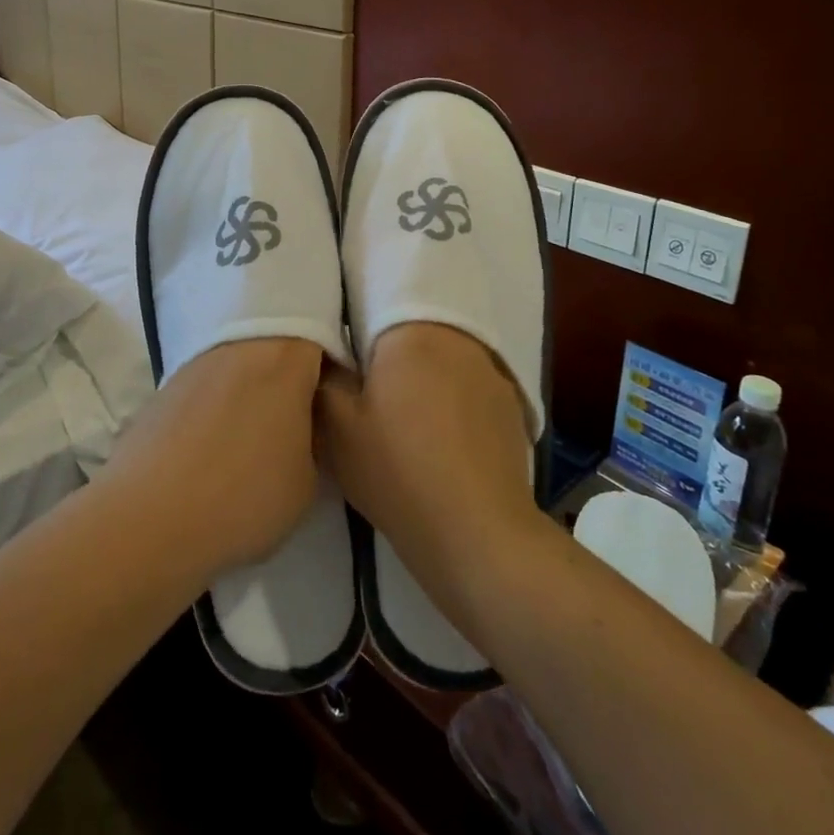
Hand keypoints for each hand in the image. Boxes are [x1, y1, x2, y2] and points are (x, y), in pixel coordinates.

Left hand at [103, 338, 324, 574]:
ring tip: (253, 441)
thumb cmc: (245, 495)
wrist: (149, 518)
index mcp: (284, 355)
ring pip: (238, 364)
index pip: (320, 336)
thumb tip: (302, 426)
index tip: (334, 400)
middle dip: (289, 377)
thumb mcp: (308, 480)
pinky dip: (217, 408)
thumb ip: (314, 438)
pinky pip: (207, 386)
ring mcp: (197, 361)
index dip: (332, 365)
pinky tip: (214, 449)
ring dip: (251, 391)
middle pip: (275, 346)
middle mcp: (240, 343)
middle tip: (298, 421)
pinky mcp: (165, 386)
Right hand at [314, 322, 539, 589]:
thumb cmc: (400, 472)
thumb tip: (323, 352)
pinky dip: (448, 393)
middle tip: (363, 375)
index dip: (352, 316)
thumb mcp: (338, 429)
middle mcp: (459, 335)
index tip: (339, 341)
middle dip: (386, 345)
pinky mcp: (510, 404)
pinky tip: (436, 429)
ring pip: (442, 353)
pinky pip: (467, 381)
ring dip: (420, 368)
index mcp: (413, 329)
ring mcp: (491, 369)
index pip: (376, 296)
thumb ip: (324, 377)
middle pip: (411, 325)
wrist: (481, 538)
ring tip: (400, 404)